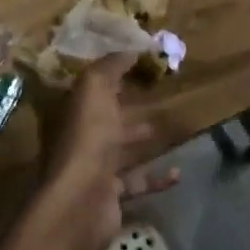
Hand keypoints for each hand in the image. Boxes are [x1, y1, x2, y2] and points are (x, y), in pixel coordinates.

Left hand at [34, 54, 178, 249]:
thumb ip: (112, 65)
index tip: (137, 64)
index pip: (89, 87)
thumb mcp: (94, 89)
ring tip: (168, 127)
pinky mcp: (109, 195)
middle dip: (125, 106)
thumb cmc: (87, 138)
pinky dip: (156, 178)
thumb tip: (132, 47)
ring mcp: (92, 169)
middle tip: (155, 94)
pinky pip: (136, 182)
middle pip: (104, 117)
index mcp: (71, 110)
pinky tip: (178, 172)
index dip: (109, 74)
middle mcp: (78, 138)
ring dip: (140, 139)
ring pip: (120, 150)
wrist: (81, 202)